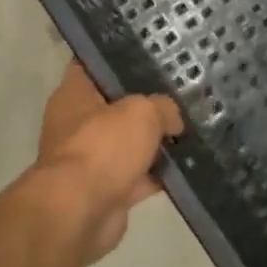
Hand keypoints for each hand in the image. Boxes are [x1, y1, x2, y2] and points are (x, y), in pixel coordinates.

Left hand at [30, 62, 182, 266]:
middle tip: (181, 93)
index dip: (119, 58)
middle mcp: (77, 125)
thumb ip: (163, 107)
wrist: (81, 212)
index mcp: (74, 95)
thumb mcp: (143, 111)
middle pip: (116, 106)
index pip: (94, 65)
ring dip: (155, 142)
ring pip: (130, 143)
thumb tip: (173, 122)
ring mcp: (91, 159)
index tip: (150, 54)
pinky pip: (139, 176)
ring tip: (192, 129)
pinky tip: (188, 166)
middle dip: (147, 103)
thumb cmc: (103, 146)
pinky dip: (159, 174)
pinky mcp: (106, 190)